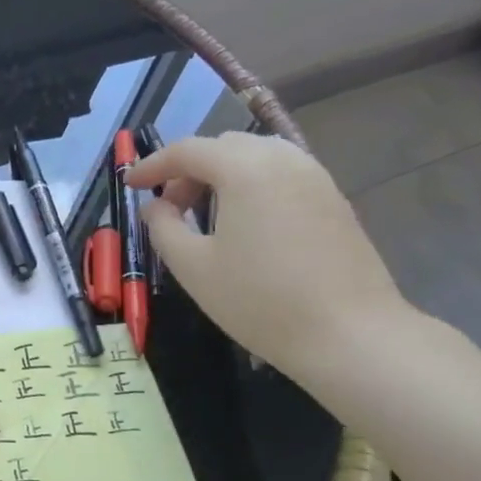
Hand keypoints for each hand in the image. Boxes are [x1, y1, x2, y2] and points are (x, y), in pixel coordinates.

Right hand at [127, 131, 409, 378]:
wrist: (349, 334)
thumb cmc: (259, 300)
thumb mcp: (193, 266)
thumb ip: (163, 227)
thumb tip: (155, 206)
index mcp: (244, 169)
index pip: (187, 150)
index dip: (152, 165)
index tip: (130, 185)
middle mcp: (282, 159)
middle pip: (222, 147)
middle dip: (188, 170)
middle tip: (169, 207)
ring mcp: (314, 176)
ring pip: (255, 156)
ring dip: (222, 175)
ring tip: (206, 214)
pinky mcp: (333, 199)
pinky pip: (281, 174)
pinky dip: (252, 185)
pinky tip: (245, 223)